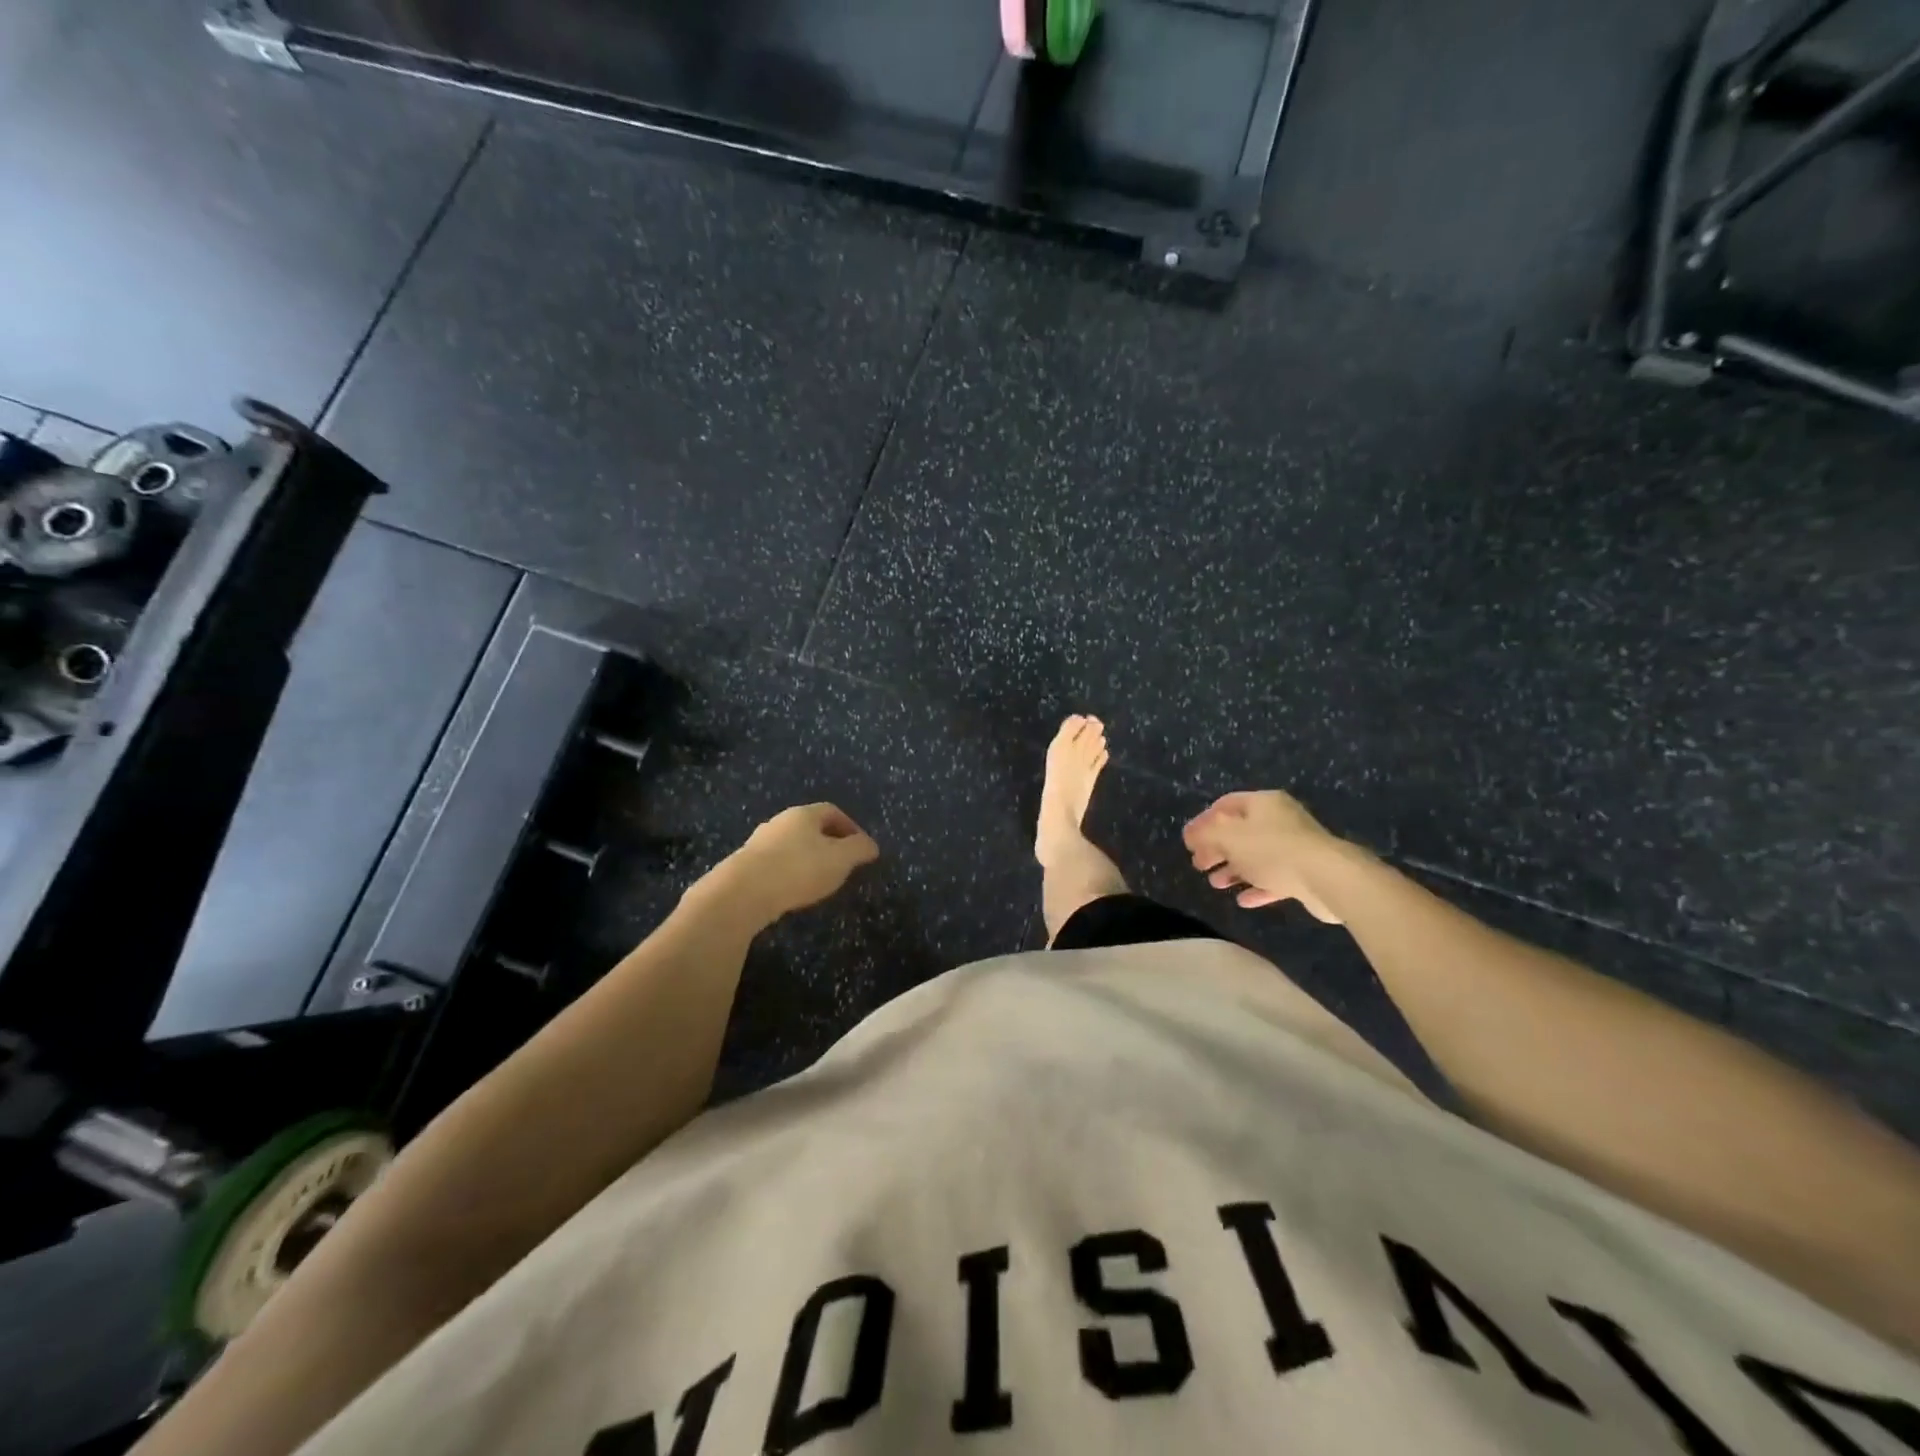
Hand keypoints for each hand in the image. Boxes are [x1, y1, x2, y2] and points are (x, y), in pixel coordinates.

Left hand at [698, 803, 880, 927]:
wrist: (742, 893)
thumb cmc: (798, 869)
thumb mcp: (840, 859)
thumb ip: (859, 849)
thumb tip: (871, 846)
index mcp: (803, 814)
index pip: (832, 811)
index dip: (850, 826)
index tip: (861, 848)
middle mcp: (779, 822)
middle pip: (810, 827)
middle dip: (829, 843)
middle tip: (843, 864)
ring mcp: (758, 843)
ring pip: (791, 845)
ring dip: (808, 859)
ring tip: (819, 881)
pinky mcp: (744, 865)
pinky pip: (775, 863)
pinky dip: (789, 873)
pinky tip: (793, 891)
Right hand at [1183, 790, 1348, 922]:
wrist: (1327, 878)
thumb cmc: (1272, 849)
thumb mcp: (1228, 837)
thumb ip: (1205, 834)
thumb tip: (1191, 835)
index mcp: (1262, 803)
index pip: (1225, 805)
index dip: (1203, 821)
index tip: (1188, 840)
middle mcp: (1279, 820)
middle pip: (1240, 831)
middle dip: (1217, 848)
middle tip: (1199, 865)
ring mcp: (1294, 847)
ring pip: (1256, 856)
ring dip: (1233, 869)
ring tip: (1216, 884)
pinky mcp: (1304, 873)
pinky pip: (1273, 878)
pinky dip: (1256, 886)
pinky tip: (1242, 899)